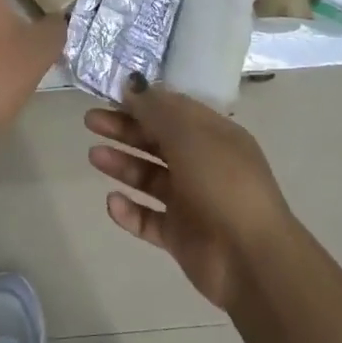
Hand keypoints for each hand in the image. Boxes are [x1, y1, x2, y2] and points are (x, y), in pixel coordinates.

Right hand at [84, 79, 297, 310]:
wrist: (250, 257)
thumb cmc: (222, 183)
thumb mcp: (190, 135)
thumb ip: (157, 110)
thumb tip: (133, 84)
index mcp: (214, 136)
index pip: (174, 111)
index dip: (144, 102)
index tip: (111, 95)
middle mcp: (203, 164)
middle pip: (158, 141)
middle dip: (125, 129)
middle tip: (91, 121)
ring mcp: (192, 202)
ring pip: (151, 178)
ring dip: (123, 165)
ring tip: (94, 156)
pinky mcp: (181, 236)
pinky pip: (149, 219)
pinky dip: (130, 211)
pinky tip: (112, 202)